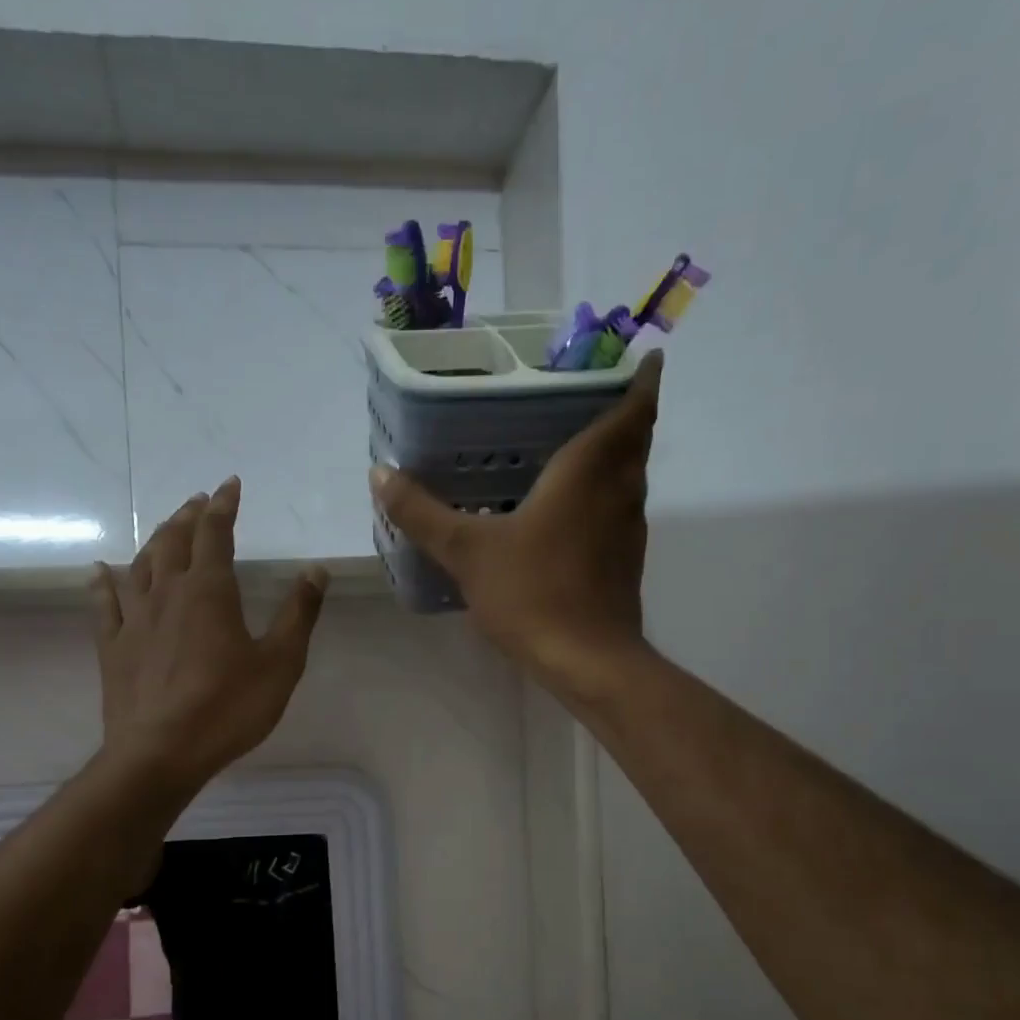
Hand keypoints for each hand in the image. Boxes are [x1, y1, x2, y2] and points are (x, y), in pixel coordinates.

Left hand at [92, 477, 327, 789]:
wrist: (161, 754)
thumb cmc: (228, 708)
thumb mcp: (280, 663)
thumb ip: (299, 613)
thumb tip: (316, 570)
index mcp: (209, 591)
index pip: (215, 533)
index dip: (223, 505)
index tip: (230, 485)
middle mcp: (167, 593)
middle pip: (174, 541)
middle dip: (188, 516)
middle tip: (198, 502)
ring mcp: (134, 619)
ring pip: (141, 565)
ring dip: (155, 540)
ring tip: (166, 529)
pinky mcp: (113, 647)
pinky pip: (104, 604)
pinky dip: (103, 582)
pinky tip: (99, 570)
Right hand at [370, 349, 661, 698]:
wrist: (587, 662)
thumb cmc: (533, 593)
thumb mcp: (466, 551)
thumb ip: (421, 512)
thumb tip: (379, 474)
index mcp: (589, 471)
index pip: (632, 409)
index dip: (640, 380)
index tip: (639, 358)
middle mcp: (619, 491)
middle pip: (634, 440)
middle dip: (624, 413)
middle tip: (586, 398)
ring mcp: (628, 530)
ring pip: (629, 477)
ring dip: (614, 456)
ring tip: (573, 446)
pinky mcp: (624, 563)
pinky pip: (618, 511)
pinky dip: (602, 496)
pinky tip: (567, 511)